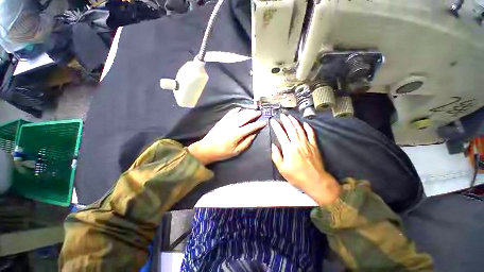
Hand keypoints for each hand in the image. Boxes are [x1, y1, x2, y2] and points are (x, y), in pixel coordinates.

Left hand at [188, 108, 265, 164]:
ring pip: (239, 113)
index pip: (251, 127)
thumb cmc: (222, 152)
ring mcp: (226, 121)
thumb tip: (254, 134)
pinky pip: (230, 113)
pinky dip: (235, 110)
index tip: (264, 122)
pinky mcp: (222, 120)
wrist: (206, 149)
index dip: (258, 124)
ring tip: (253, 110)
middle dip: (253, 114)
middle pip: (245, 117)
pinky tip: (240, 108)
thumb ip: (246, 142)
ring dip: (247, 111)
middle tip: (259, 113)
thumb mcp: (236, 151)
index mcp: (237, 134)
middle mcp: (232, 125)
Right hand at [270, 114, 340, 204]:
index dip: (276, 126)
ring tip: (290, 116)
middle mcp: (298, 143)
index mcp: (289, 149)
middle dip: (286, 120)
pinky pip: (311, 134)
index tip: (273, 121)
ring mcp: (307, 144)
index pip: (281, 134)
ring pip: (300, 129)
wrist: (316, 181)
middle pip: (291, 128)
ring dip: (295, 121)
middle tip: (282, 114)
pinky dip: (308, 128)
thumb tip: (273, 146)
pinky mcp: (314, 146)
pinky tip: (305, 123)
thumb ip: (276, 156)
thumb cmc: (297, 176)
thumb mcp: (282, 169)